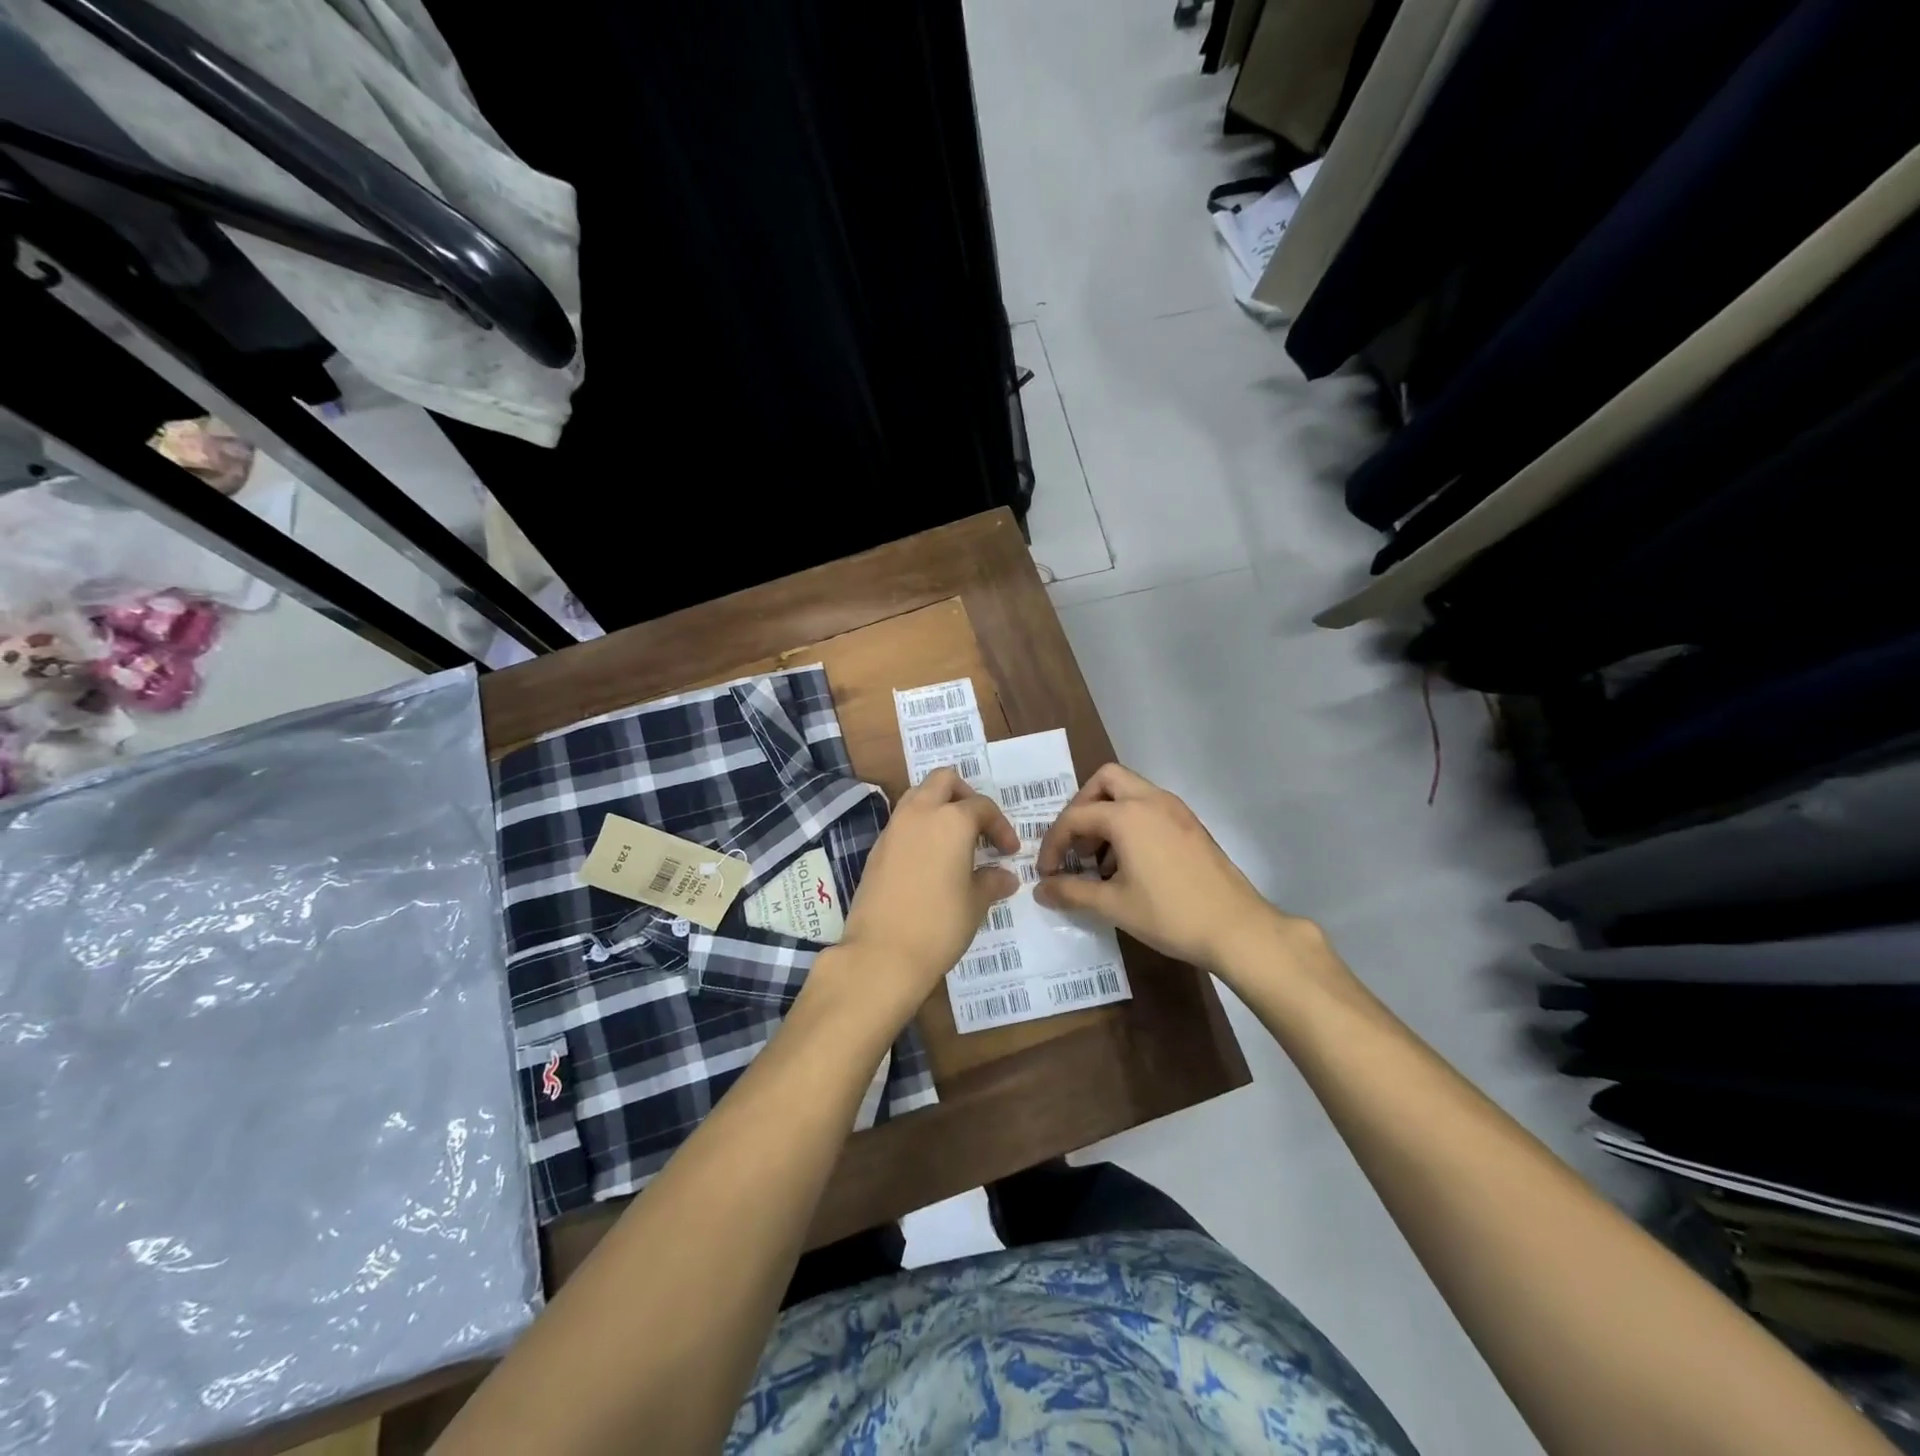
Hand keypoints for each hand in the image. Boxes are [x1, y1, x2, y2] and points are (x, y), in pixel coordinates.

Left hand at [828, 768, 1019, 1023]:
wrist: (881, 953)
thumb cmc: (939, 925)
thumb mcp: (975, 904)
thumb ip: (992, 882)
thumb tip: (1005, 876)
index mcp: (951, 820)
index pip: (982, 807)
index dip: (1001, 826)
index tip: (1009, 852)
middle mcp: (919, 813)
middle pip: (943, 780)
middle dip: (964, 795)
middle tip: (978, 826)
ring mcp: (893, 829)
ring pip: (917, 796)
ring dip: (938, 807)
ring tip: (955, 840)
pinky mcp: (876, 849)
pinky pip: (902, 822)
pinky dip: (919, 827)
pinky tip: (930, 859)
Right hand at [1034, 763, 1300, 977]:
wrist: (1236, 928)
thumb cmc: (1169, 914)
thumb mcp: (1113, 905)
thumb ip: (1072, 892)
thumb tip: (1041, 890)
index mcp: (1127, 815)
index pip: (1075, 817)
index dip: (1053, 843)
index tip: (1047, 872)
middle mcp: (1151, 801)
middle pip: (1105, 780)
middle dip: (1082, 806)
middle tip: (1075, 842)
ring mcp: (1175, 810)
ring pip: (1130, 791)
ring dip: (1107, 814)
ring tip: (1099, 859)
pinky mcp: (1191, 824)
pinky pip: (1150, 807)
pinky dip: (1131, 822)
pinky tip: (1129, 863)